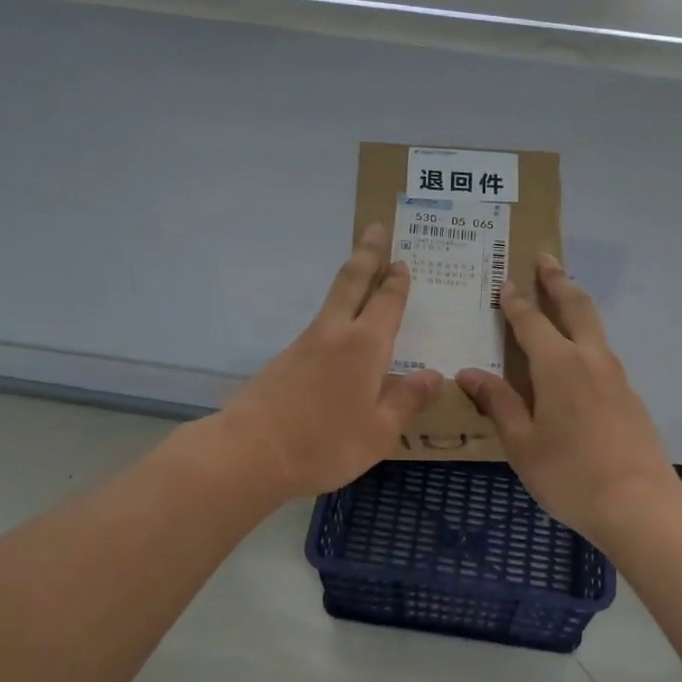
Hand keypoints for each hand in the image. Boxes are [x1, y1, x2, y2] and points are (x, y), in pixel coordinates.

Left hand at [221, 224, 441, 496]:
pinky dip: (333, 323)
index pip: (386, 302)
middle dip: (366, 254)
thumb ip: (406, 401)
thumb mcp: (379, 431)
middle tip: (375, 228)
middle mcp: (333, 335)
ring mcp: (302, 346)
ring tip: (362, 280)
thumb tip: (433, 375)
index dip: (396, 281)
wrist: (249, 453)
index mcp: (364, 346)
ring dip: (348, 285)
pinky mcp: (281, 363)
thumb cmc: (325, 443)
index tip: (402, 260)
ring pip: (330, 304)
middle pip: (351, 282)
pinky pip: (316, 333)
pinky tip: (336, 345)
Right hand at [456, 255, 677, 542]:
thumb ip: (498, 403)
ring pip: (595, 328)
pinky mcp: (630, 397)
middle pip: (575, 307)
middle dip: (558, 281)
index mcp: (558, 365)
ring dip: (577, 306)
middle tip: (546, 259)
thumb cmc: (569, 474)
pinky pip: (603, 355)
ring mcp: (616, 377)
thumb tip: (469, 373)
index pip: (531, 321)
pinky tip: (579, 359)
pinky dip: (587, 340)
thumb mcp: (521, 443)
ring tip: (563, 298)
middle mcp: (590, 359)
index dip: (516, 301)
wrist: (639, 504)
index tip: (506, 282)